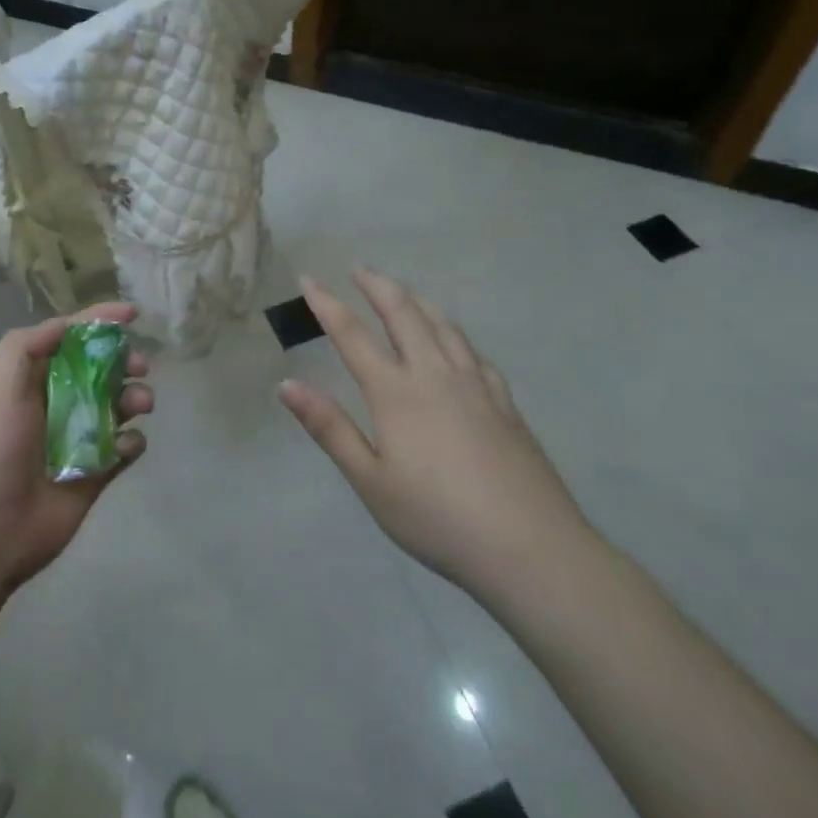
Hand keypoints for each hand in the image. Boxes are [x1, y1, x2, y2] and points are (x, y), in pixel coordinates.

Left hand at [0, 303, 152, 597]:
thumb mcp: (1, 383)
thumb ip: (30, 343)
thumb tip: (71, 324)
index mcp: (35, 378)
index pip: (72, 338)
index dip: (101, 322)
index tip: (134, 315)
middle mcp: (59, 402)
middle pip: (103, 369)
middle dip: (125, 361)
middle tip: (140, 367)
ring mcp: (80, 438)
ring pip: (120, 406)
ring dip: (135, 398)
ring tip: (140, 405)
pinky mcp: (96, 473)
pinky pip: (126, 448)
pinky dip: (133, 441)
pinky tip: (125, 446)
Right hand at [278, 270, 595, 607]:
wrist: (531, 548)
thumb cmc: (437, 518)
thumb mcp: (370, 481)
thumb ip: (329, 428)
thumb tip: (287, 384)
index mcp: (395, 392)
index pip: (352, 334)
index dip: (327, 303)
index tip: (309, 279)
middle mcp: (434, 374)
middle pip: (402, 313)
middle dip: (377, 286)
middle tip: (360, 269)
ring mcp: (475, 384)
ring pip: (442, 324)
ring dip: (416, 300)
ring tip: (402, 292)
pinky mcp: (505, 402)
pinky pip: (473, 352)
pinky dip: (454, 333)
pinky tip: (455, 342)